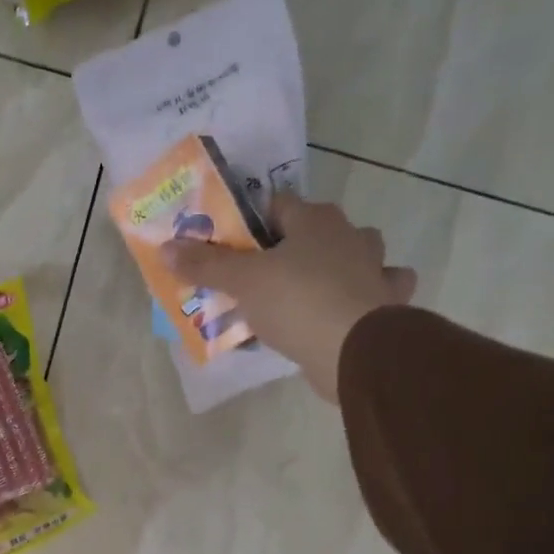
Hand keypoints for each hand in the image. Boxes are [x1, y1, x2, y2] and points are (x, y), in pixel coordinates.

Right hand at [163, 192, 417, 400]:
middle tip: (264, 275)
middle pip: (317, 230)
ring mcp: (375, 269)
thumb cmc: (296, 302)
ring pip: (356, 257)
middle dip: (295, 246)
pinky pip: (376, 293)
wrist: (356, 350)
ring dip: (339, 268)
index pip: (279, 203)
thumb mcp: (241, 282)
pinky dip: (365, 298)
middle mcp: (350, 235)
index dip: (253, 222)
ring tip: (308, 292)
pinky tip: (346, 313)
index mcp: (315, 219)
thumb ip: (205, 264)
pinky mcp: (388, 304)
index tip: (234, 246)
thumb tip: (166, 248)